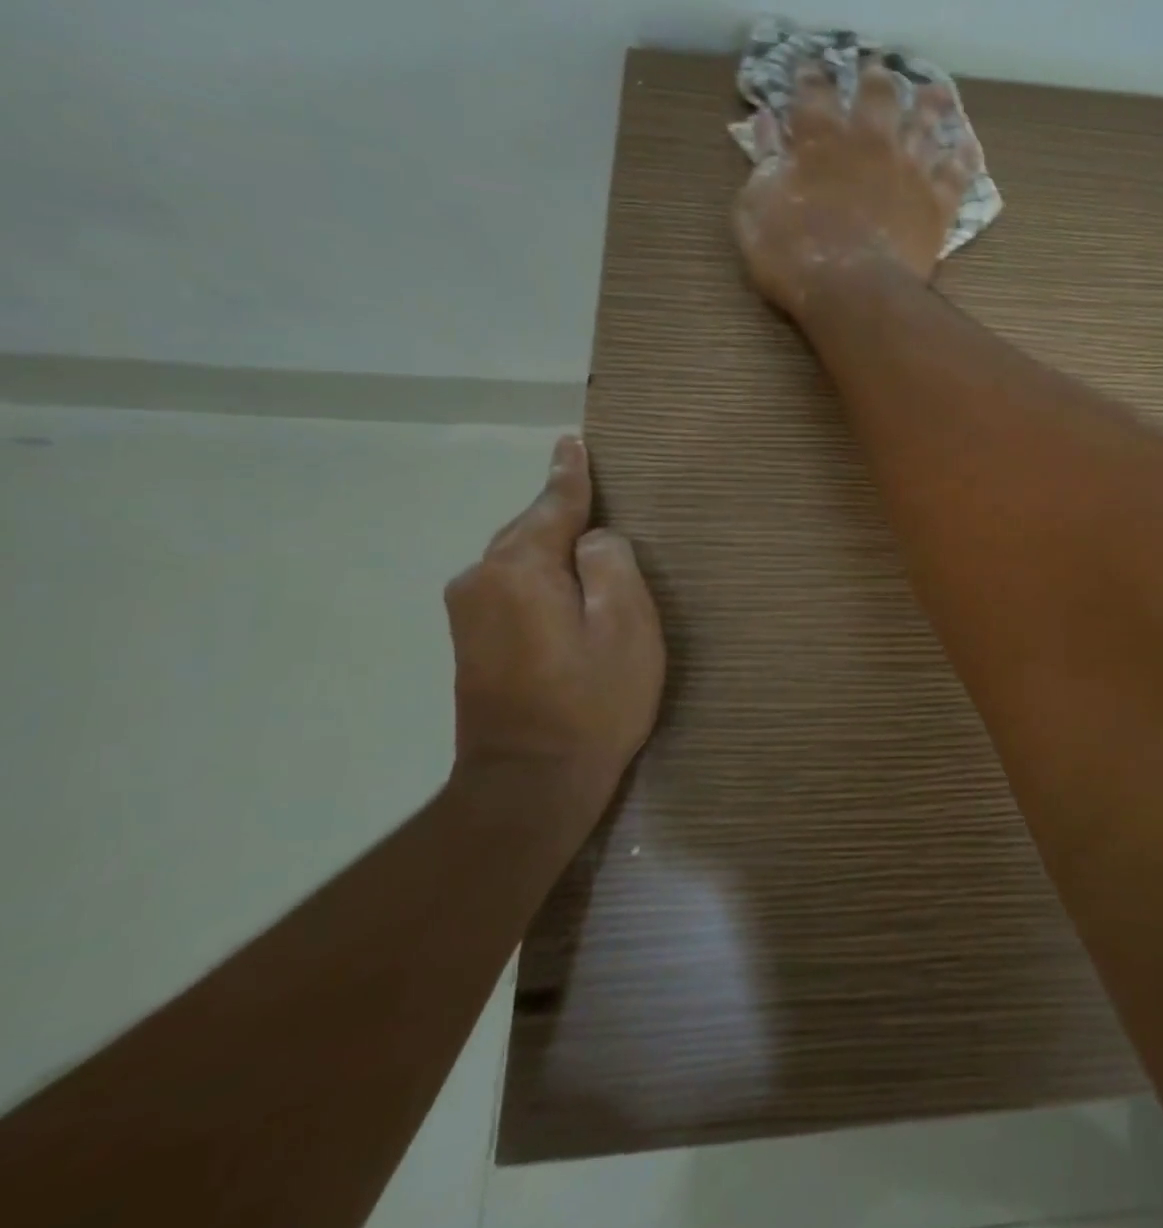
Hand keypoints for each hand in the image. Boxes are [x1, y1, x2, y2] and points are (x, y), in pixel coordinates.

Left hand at [443, 435, 664, 832]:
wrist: (529, 784)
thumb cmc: (594, 702)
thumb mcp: (628, 626)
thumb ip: (613, 565)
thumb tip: (594, 540)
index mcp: (520, 569)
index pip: (553, 505)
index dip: (571, 475)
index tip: (572, 442)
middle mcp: (481, 580)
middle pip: (528, 528)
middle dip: (560, 509)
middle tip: (590, 485)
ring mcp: (468, 613)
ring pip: (516, 558)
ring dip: (550, 546)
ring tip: (586, 536)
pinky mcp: (470, 642)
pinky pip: (508, 585)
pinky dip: (537, 573)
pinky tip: (560, 582)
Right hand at [734, 61, 983, 315]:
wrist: (853, 292)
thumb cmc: (792, 253)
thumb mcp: (755, 206)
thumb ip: (764, 160)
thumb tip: (765, 122)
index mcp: (821, 137)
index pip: (814, 90)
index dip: (812, 76)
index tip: (811, 68)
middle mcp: (870, 140)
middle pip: (879, 95)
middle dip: (877, 79)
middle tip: (880, 69)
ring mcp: (909, 170)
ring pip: (925, 125)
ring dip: (930, 107)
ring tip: (936, 93)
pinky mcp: (937, 204)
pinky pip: (956, 174)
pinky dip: (963, 160)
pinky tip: (967, 148)